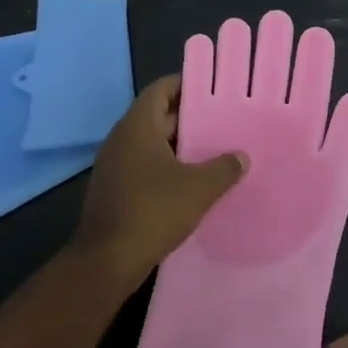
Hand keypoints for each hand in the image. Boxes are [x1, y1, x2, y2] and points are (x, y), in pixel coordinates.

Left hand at [71, 75, 246, 285]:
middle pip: (157, 116)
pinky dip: (167, 168)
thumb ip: (224, 168)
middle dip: (189, 118)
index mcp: (137, 127)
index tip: (212, 90)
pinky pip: (144, 167)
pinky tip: (192, 182)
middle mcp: (121, 140)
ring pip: (151, 144)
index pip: (160, 90)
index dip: (185, 85)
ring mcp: (114, 167)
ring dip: (179, 146)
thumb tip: (241, 157)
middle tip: (222, 121)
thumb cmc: (153, 211)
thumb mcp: (199, 188)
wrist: (106, 262)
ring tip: (214, 150)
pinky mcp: (114, 191)